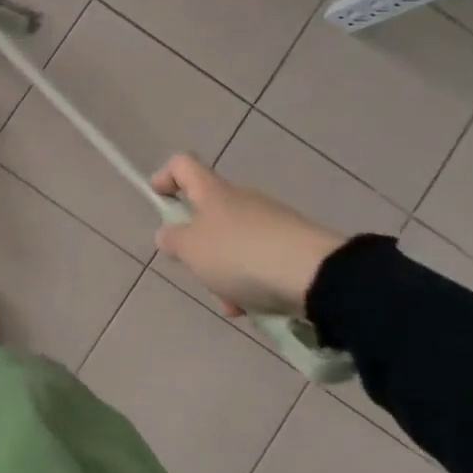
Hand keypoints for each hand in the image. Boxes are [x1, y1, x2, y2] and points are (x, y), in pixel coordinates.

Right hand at [150, 153, 346, 317]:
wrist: (314, 274)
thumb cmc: (240, 255)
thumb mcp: (191, 250)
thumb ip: (173, 240)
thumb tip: (169, 233)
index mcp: (213, 193)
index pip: (183, 165)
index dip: (166, 177)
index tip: (159, 200)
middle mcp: (242, 199)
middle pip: (208, 214)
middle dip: (198, 247)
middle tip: (196, 271)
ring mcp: (271, 221)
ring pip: (233, 244)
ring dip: (224, 273)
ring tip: (231, 303)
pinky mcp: (293, 245)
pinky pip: (259, 261)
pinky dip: (250, 282)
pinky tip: (254, 307)